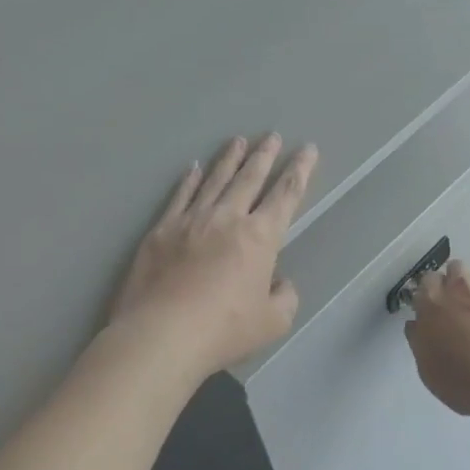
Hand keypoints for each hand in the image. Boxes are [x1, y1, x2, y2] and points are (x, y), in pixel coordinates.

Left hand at [110, 134, 317, 378]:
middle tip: (272, 135)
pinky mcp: (161, 230)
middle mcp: (227, 218)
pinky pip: (180, 196)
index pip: (286, 195)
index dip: (300, 171)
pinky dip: (189, 180)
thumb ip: (284, 297)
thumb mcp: (273, 322)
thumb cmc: (224, 330)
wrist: (162, 334)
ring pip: (215, 180)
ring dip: (229, 159)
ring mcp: (191, 220)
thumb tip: (279, 282)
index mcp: (260, 237)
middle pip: (250, 178)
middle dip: (264, 155)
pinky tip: (193, 168)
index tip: (307, 150)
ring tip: (238, 141)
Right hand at [405, 261, 469, 424]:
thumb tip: (417, 324)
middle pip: (456, 269)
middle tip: (463, 311)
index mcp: (433, 299)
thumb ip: (419, 338)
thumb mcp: (427, 368)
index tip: (437, 313)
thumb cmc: (464, 380)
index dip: (432, 296)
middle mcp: (461, 284)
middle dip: (457, 284)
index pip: (426, 282)